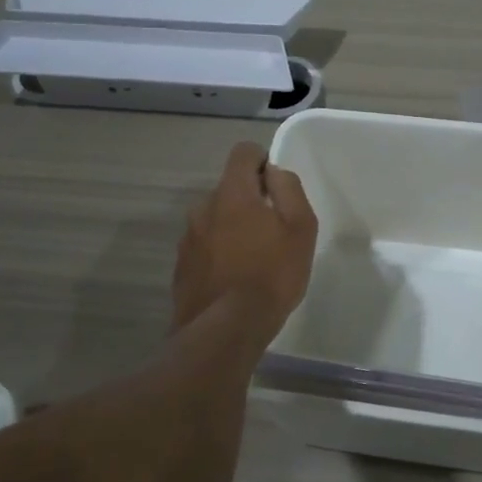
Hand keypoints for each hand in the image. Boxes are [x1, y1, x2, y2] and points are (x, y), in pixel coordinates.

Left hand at [172, 142, 318, 334]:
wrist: (226, 329)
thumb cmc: (272, 274)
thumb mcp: (301, 228)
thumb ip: (289, 190)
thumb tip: (274, 172)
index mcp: (232, 193)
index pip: (243, 152)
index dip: (262, 160)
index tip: (276, 186)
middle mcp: (203, 207)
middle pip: (229, 189)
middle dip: (249, 200)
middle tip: (272, 231)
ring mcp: (188, 238)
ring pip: (215, 219)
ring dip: (232, 228)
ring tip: (253, 260)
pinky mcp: (181, 266)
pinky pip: (204, 247)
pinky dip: (218, 253)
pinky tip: (234, 279)